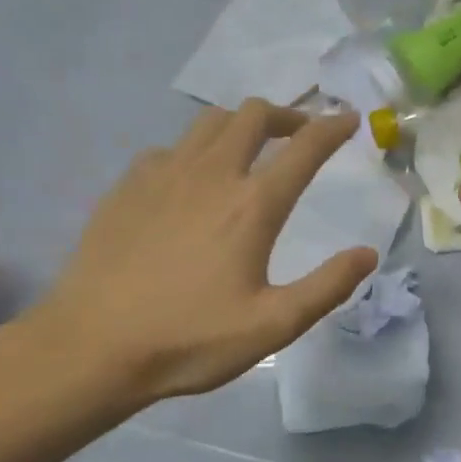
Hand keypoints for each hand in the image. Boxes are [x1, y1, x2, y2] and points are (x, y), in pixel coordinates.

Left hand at [22, 102, 378, 416]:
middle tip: (300, 135)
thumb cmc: (190, 339)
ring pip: (210, 122)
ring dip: (241, 125)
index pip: (304, 149)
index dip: (332, 128)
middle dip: (286, 116)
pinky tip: (192, 180)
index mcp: (252, 206)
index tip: (348, 119)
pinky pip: (171, 148)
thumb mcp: (273, 326)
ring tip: (252, 148)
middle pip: (253, 115)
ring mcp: (163, 175)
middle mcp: (211, 175)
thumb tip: (368, 254)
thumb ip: (327, 287)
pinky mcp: (128, 186)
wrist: (92, 346)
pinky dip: (196, 150)